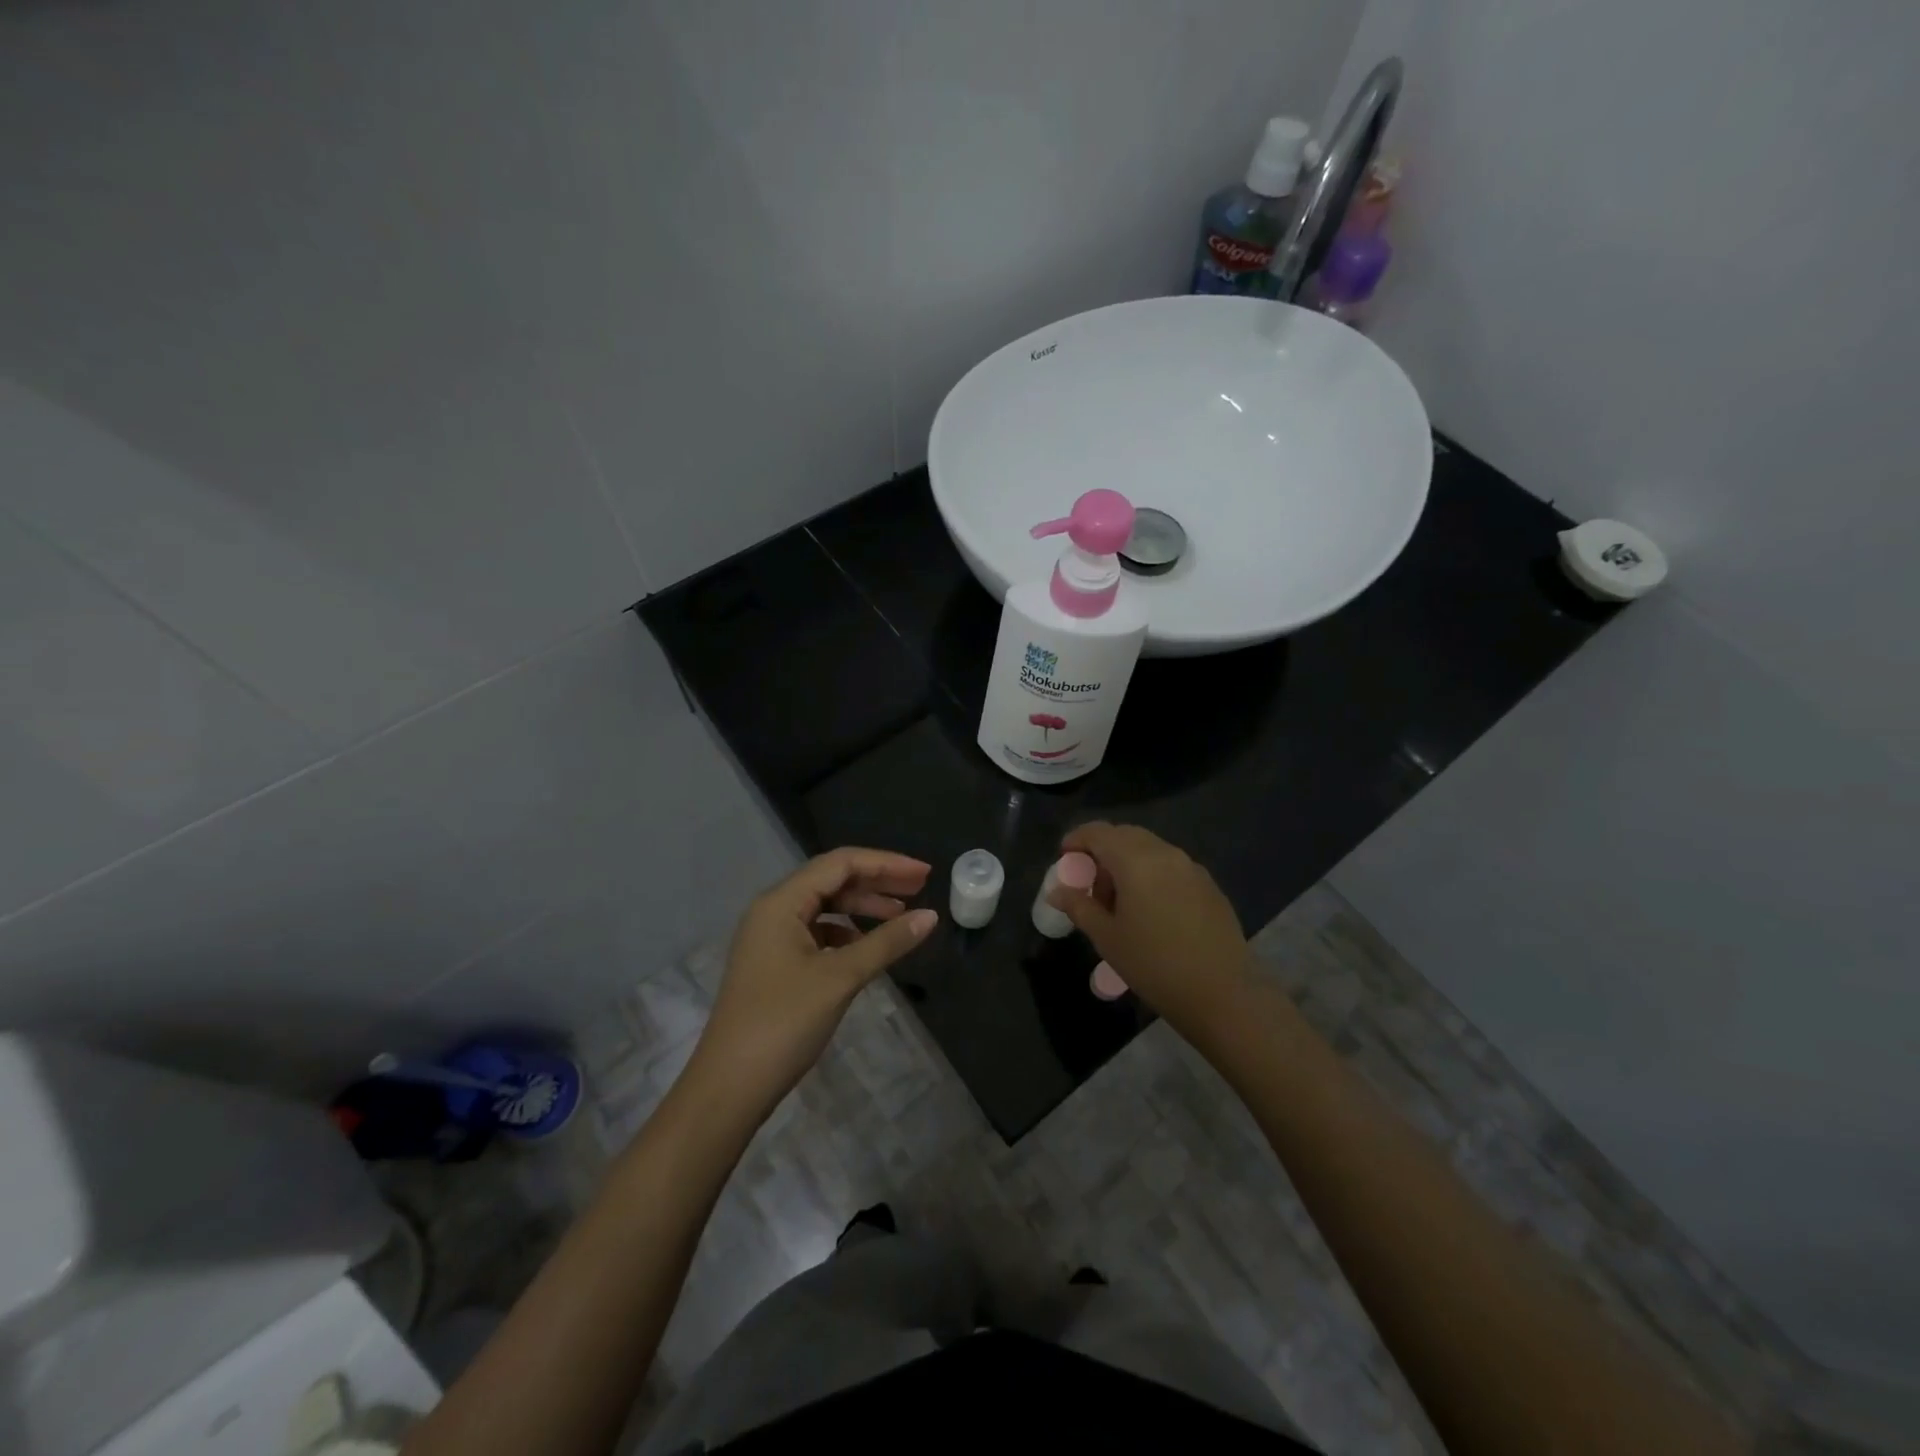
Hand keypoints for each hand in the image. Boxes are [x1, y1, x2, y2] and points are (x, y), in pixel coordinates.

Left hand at [689, 847, 936, 1112]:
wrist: (729, 1087)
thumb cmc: (784, 1023)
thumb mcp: (841, 978)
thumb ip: (887, 942)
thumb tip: (930, 917)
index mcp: (781, 902)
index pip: (841, 863)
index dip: (886, 863)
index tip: (925, 875)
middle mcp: (773, 910)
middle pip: (832, 880)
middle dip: (877, 882)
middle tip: (921, 889)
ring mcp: (771, 938)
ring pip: (825, 907)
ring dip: (863, 908)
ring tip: (901, 918)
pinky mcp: (774, 964)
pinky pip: (816, 933)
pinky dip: (846, 933)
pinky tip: (867, 948)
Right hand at [1046, 822, 1254, 1037]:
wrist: (1223, 993)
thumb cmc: (1154, 964)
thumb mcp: (1107, 938)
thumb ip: (1079, 907)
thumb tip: (1057, 891)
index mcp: (1136, 860)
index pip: (1099, 832)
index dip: (1076, 840)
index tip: (1064, 859)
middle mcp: (1165, 853)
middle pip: (1125, 835)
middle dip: (1102, 851)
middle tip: (1090, 885)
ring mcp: (1191, 867)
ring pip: (1150, 849)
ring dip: (1127, 863)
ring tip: (1118, 902)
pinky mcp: (1209, 885)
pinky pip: (1171, 866)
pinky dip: (1151, 874)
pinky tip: (1150, 910)